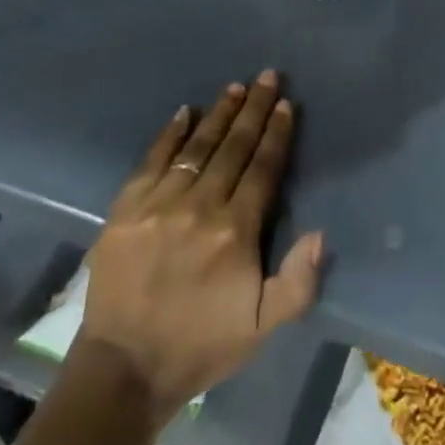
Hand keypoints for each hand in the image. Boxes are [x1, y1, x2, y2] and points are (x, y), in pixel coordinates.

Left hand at [75, 69, 322, 425]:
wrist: (125, 366)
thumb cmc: (201, 344)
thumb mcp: (263, 327)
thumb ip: (297, 281)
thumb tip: (319, 233)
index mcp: (235, 232)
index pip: (262, 169)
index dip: (276, 134)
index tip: (286, 104)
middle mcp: (200, 206)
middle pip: (233, 147)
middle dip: (253, 110)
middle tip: (266, 77)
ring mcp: (160, 202)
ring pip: (197, 147)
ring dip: (219, 114)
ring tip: (234, 87)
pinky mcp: (127, 206)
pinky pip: (153, 159)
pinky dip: (171, 133)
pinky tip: (184, 111)